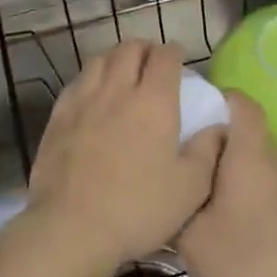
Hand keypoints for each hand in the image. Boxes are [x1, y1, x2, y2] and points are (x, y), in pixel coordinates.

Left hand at [25, 41, 223, 273]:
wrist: (71, 226)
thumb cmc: (138, 208)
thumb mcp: (190, 188)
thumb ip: (207, 151)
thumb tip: (218, 127)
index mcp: (154, 101)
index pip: (165, 57)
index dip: (175, 53)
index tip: (180, 61)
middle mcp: (117, 90)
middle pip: (129, 49)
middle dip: (145, 49)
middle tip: (153, 63)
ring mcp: (83, 100)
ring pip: (100, 60)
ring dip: (116, 59)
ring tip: (124, 73)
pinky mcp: (58, 116)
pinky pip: (77, 82)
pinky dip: (91, 78)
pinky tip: (94, 95)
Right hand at [176, 92, 276, 276]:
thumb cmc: (246, 265)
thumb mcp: (190, 238)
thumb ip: (172, 203)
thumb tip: (158, 184)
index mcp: (250, 155)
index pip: (240, 101)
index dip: (213, 96)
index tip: (183, 110)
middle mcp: (273, 163)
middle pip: (243, 131)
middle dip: (210, 135)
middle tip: (174, 152)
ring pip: (251, 161)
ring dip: (224, 167)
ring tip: (190, 186)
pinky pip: (261, 186)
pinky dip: (239, 190)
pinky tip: (219, 220)